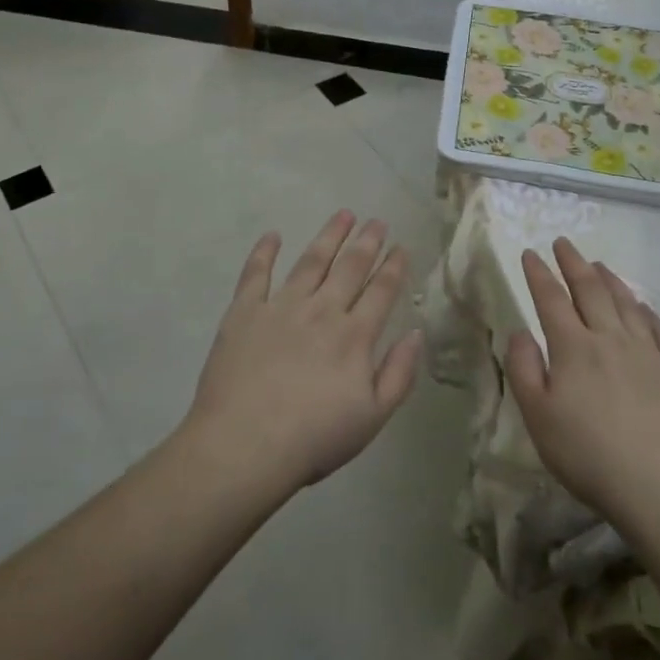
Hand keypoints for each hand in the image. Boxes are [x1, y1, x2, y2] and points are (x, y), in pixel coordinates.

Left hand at [183, 211, 423, 495]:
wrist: (244, 445)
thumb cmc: (313, 438)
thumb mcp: (372, 417)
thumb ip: (399, 374)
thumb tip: (416, 333)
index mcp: (354, 336)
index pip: (381, 291)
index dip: (394, 267)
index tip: (401, 246)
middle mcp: (322, 311)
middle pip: (350, 267)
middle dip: (367, 242)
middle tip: (377, 221)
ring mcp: (281, 306)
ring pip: (311, 261)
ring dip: (329, 236)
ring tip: (343, 215)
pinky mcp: (244, 312)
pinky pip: (256, 273)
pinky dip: (264, 252)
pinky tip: (273, 235)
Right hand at [504, 237, 659, 528]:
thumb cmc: (589, 454)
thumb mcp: (538, 417)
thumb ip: (523, 369)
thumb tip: (519, 331)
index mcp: (573, 347)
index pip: (551, 300)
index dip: (538, 274)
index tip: (529, 252)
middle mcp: (610, 338)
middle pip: (590, 291)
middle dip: (573, 263)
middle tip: (563, 243)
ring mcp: (648, 352)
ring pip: (626, 303)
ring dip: (609, 279)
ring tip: (598, 264)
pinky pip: (659, 329)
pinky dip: (646, 311)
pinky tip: (643, 307)